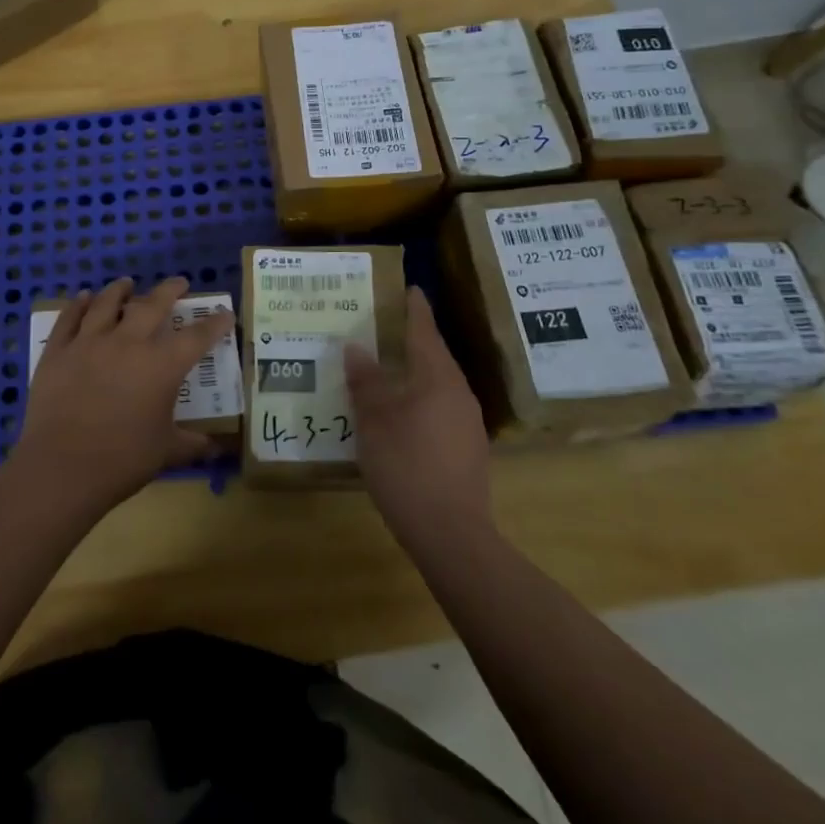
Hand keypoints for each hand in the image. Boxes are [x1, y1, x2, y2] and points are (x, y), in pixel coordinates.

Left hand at [14, 277, 233, 515]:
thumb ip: (193, 445)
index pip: (197, 337)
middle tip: (179, 283)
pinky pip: (69, 318)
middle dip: (169, 291)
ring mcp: (89, 343)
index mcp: (161, 366)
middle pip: (152, 306)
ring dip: (120, 290)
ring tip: (127, 283)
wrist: (62, 468)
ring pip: (107, 303)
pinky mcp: (58, 351)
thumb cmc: (122, 460)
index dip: (215, 323)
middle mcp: (128, 343)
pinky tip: (83, 297)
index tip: (225, 314)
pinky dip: (78, 304)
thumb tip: (217, 448)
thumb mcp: (166, 453)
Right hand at [345, 287, 492, 554]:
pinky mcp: (468, 450)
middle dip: (412, 342)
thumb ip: (366, 382)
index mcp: (438, 378)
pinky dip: (421, 402)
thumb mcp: (375, 420)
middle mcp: (459, 394)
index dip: (415, 310)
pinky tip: (402, 416)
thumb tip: (356, 348)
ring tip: (388, 371)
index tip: (410, 289)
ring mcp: (468, 424)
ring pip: (438, 386)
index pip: (425, 332)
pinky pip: (441, 410)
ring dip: (416, 375)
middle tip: (386, 330)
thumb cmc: (407, 465)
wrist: (451, 533)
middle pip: (434, 358)